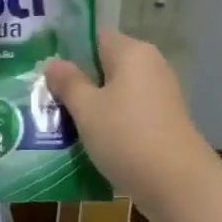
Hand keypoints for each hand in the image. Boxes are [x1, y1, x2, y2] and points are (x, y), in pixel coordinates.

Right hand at [45, 30, 215, 209]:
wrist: (177, 184)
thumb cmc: (126, 137)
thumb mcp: (87, 109)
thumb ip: (69, 83)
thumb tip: (54, 63)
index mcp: (132, 53)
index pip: (96, 37)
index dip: (69, 49)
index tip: (45, 69)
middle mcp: (150, 67)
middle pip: (105, 65)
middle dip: (77, 81)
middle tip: (45, 98)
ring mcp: (159, 96)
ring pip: (115, 93)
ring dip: (91, 106)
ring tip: (59, 121)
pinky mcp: (162, 122)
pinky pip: (127, 113)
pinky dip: (109, 123)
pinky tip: (87, 140)